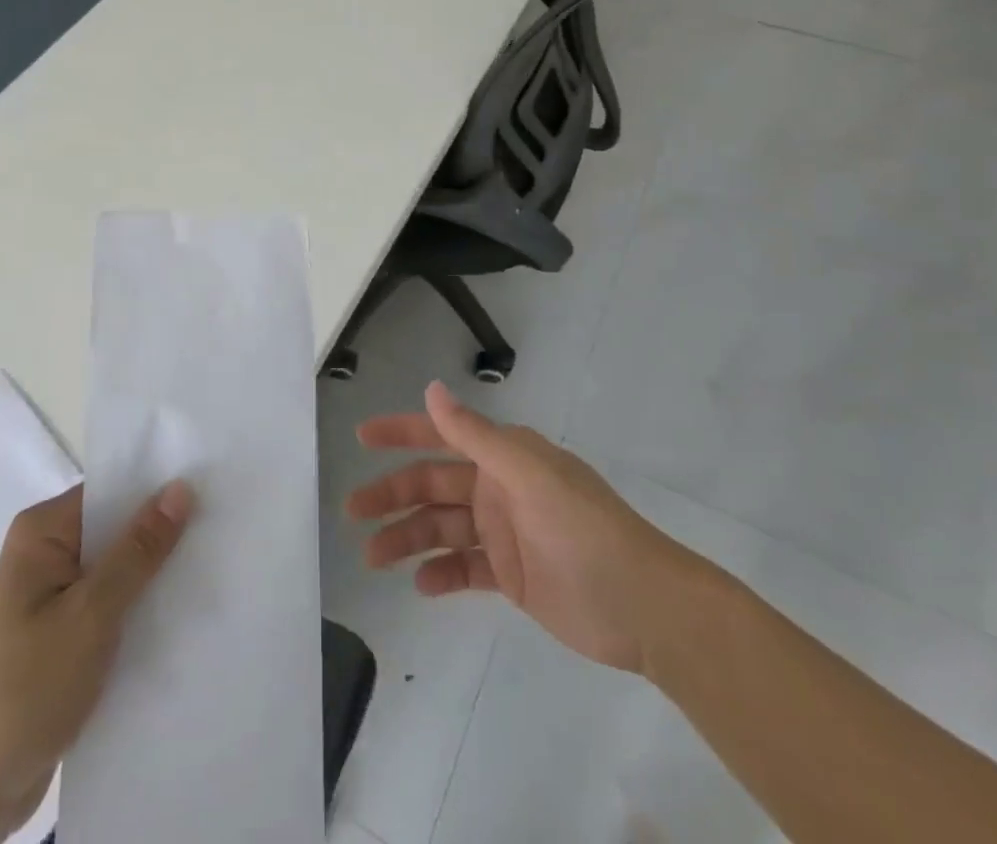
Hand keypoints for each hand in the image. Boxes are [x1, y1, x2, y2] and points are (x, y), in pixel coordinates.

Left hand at [0, 481, 193, 843]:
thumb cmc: (23, 689)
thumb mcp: (91, 614)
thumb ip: (138, 550)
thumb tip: (181, 486)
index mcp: (43, 532)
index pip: (113, 490)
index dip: (160, 489)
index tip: (214, 487)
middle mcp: (46, 554)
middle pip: (117, 530)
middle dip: (164, 535)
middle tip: (225, 530)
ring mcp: (52, 599)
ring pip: (118, 572)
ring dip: (155, 578)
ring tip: (217, 569)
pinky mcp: (61, 639)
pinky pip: (111, 608)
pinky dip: (140, 612)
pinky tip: (184, 617)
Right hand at [347, 381, 707, 676]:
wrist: (644, 606)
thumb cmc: (584, 529)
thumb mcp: (528, 475)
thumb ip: (476, 435)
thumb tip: (432, 389)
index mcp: (503, 456)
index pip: (442, 435)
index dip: (401, 432)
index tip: (362, 438)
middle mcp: (498, 487)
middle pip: (433, 485)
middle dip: (393, 494)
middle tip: (353, 511)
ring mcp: (504, 532)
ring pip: (442, 528)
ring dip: (408, 538)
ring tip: (373, 557)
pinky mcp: (511, 576)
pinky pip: (465, 568)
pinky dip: (441, 575)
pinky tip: (421, 585)